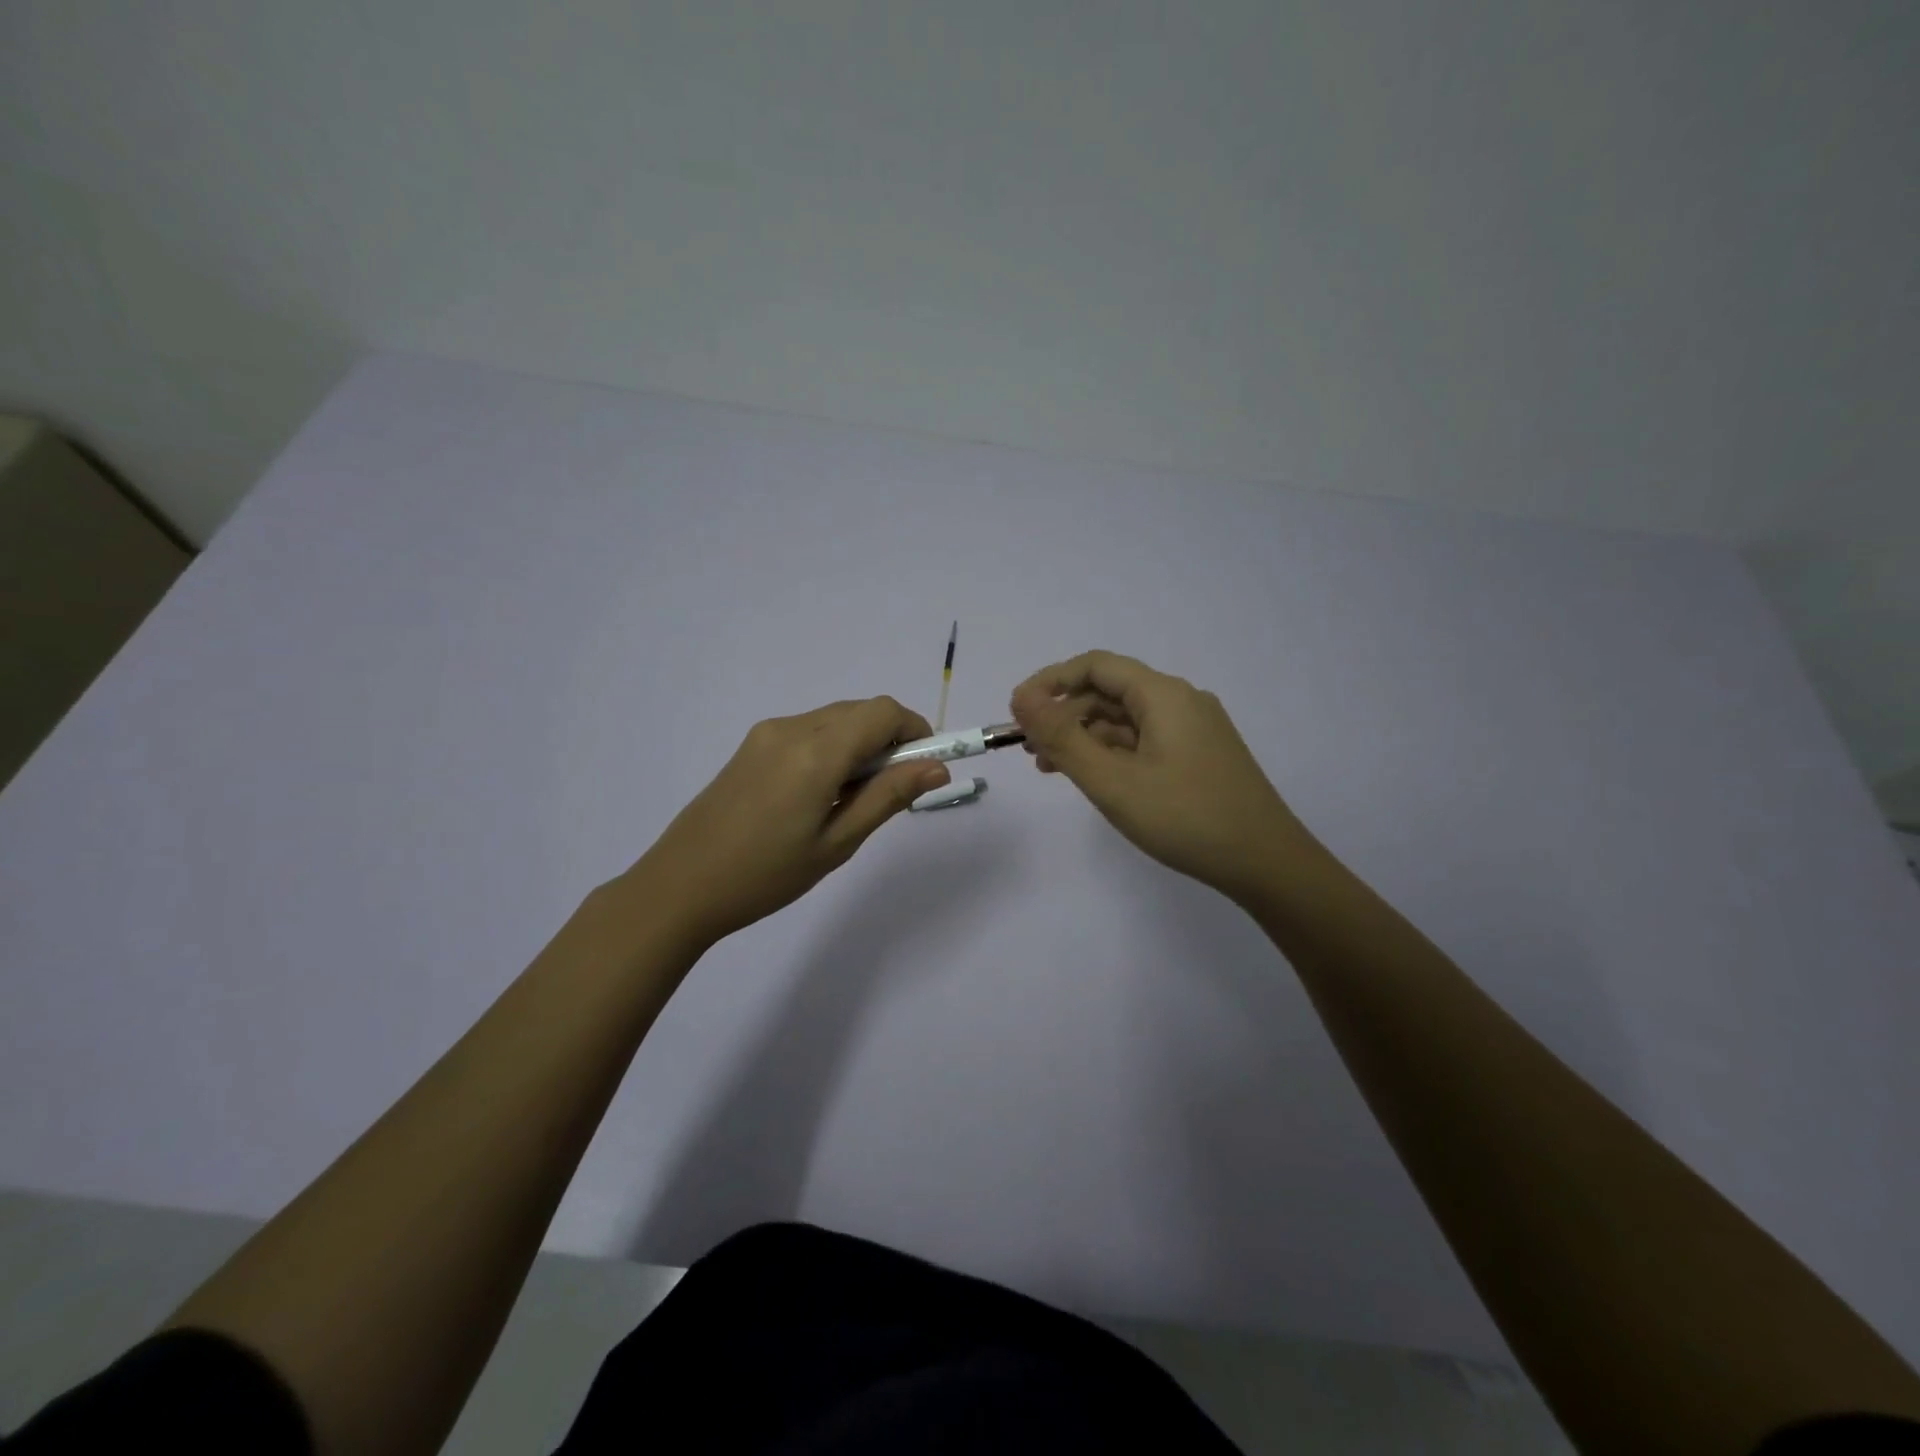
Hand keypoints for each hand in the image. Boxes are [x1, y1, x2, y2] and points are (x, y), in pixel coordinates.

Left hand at [628, 698, 949, 946]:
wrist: (679, 886)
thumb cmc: (765, 875)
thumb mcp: (837, 843)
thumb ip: (888, 797)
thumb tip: (938, 767)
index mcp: (816, 751)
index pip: (884, 712)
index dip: (915, 732)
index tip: (925, 770)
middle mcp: (792, 727)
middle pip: (861, 711)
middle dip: (890, 740)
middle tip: (892, 792)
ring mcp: (767, 733)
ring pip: (835, 719)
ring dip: (861, 745)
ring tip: (853, 800)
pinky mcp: (752, 745)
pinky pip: (809, 731)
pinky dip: (833, 748)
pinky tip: (821, 794)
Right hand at [1010, 651, 1311, 901]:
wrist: (1266, 863)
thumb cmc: (1184, 818)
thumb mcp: (1112, 781)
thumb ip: (1063, 738)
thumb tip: (1021, 698)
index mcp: (1163, 694)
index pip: (1095, 666)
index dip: (1050, 682)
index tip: (1016, 712)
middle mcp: (1180, 701)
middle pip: (1109, 692)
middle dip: (1063, 714)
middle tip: (1028, 749)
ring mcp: (1193, 729)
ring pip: (1125, 719)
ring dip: (1084, 737)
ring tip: (1050, 768)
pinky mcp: (1198, 756)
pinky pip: (1144, 740)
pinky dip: (1112, 753)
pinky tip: (1093, 777)